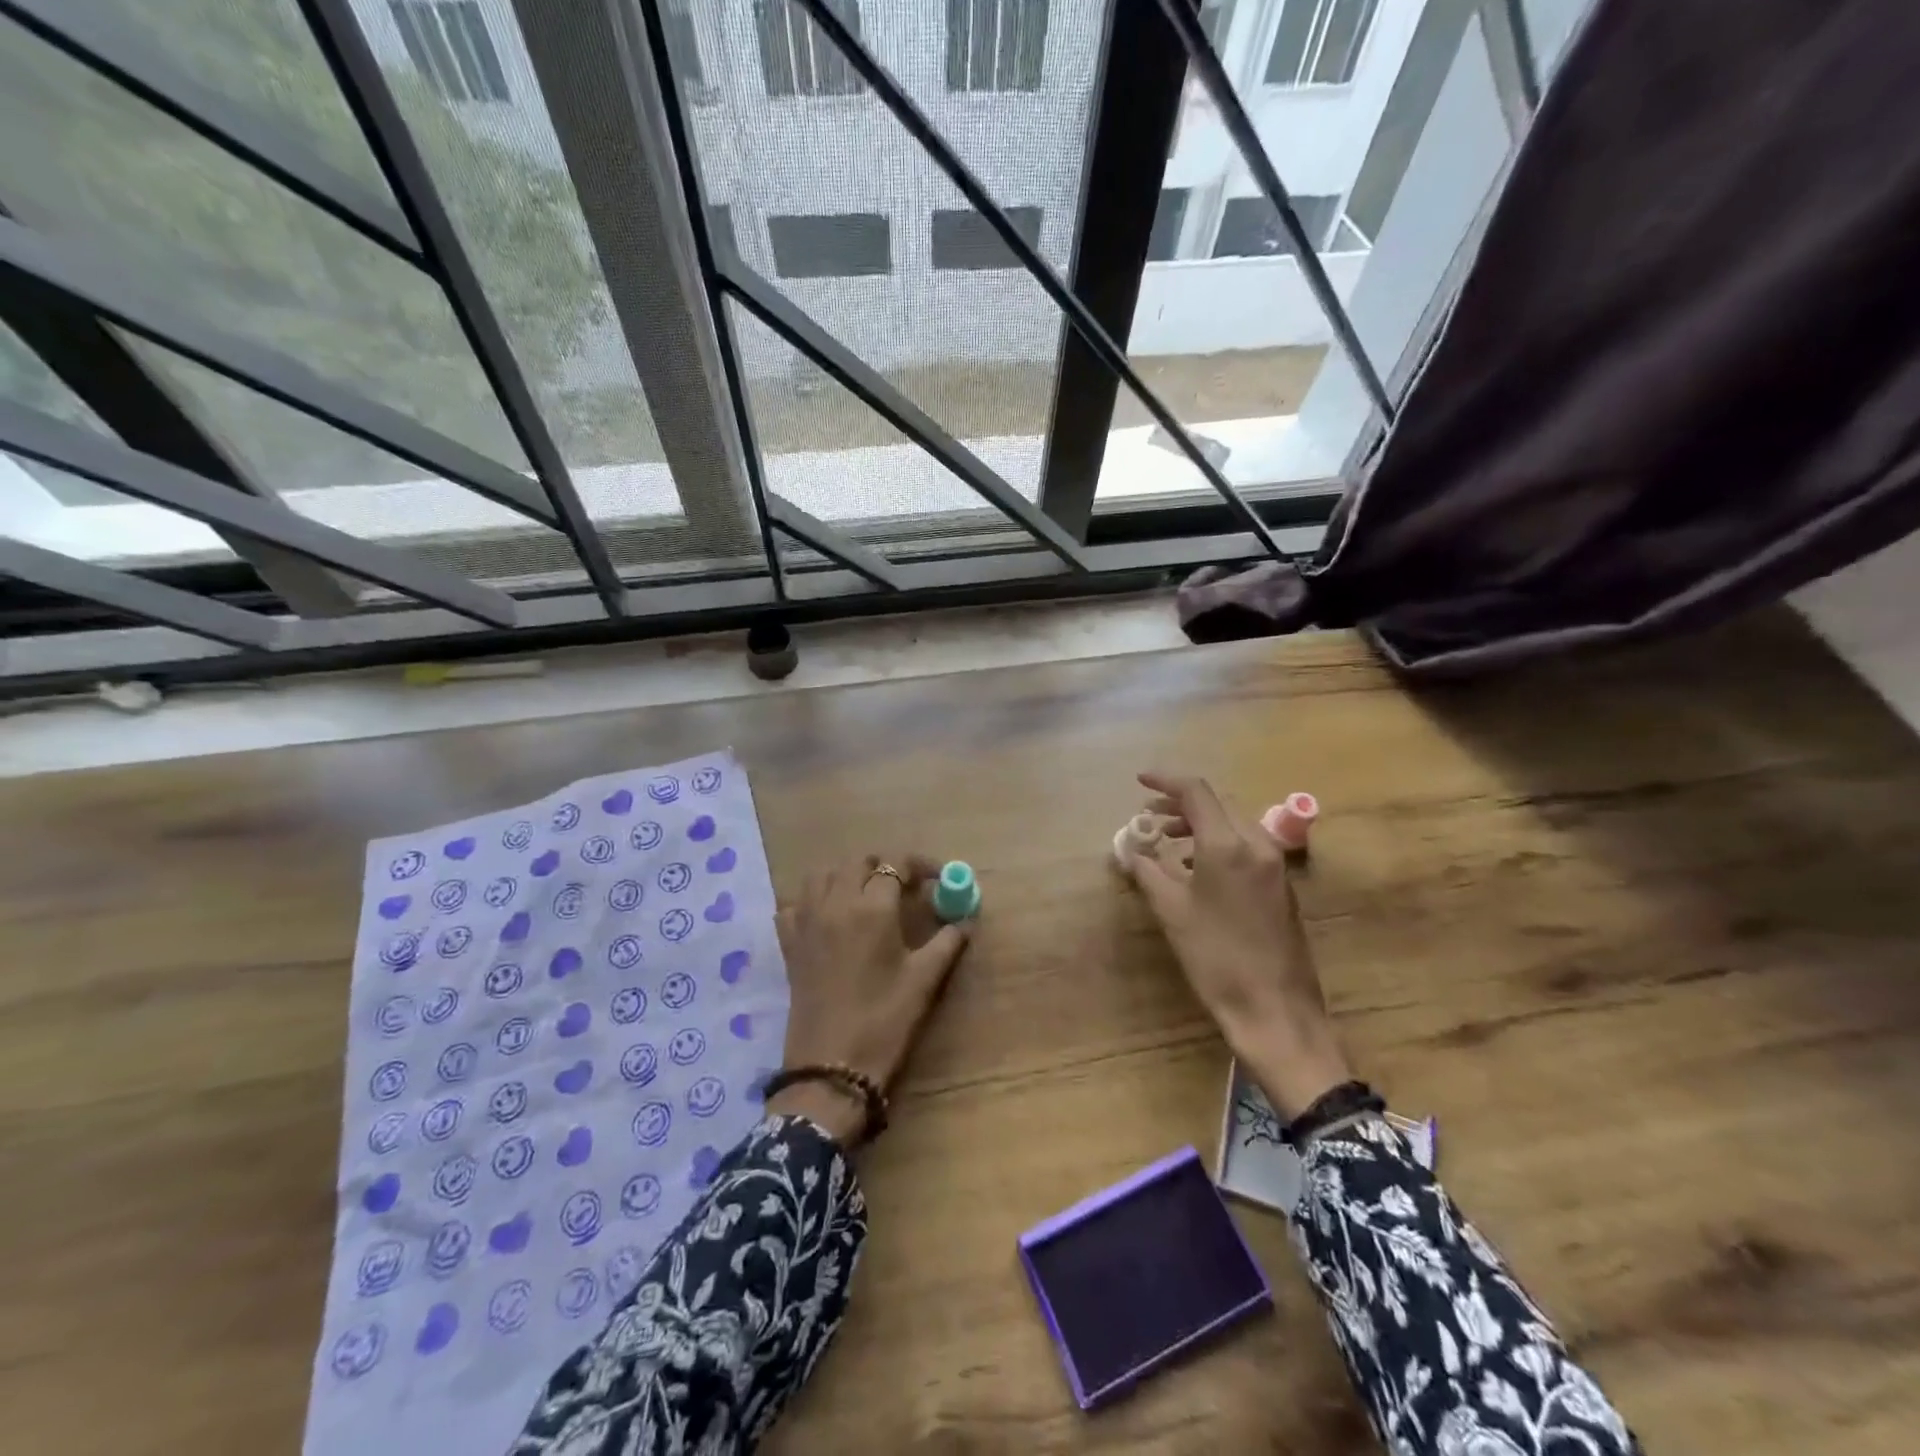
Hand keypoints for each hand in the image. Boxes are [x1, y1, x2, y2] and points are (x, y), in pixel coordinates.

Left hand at [770, 854, 971, 1145]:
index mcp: (872, 909)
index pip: (896, 866)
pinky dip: (810, 901)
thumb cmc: (884, 1020)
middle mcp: (836, 904)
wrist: (832, 1066)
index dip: (918, 866)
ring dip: (845, 876)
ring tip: (865, 895)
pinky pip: (794, 905)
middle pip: (856, 863)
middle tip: (903, 887)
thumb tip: (966, 919)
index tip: (936, 877)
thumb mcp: (924, 980)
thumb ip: (947, 942)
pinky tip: (827, 917)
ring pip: (822, 876)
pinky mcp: (790, 944)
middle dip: (883, 866)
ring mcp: (807, 922)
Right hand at [1132, 772, 1353, 1118]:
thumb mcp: (1172, 912)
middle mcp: (1257, 843)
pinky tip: (1196, 868)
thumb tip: (1131, 851)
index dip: (1165, 780)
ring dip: (1199, 824)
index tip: (1139, 781)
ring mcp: (1274, 864)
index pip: (1196, 791)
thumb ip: (1148, 871)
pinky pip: (1246, 846)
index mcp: (1228, 844)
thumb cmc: (1216, 957)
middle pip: (1217, 804)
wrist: (1275, 1009)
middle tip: (1149, 818)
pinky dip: (1217, 843)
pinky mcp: (1280, 885)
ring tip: (1167, 841)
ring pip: (1233, 824)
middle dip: (1180, 804)